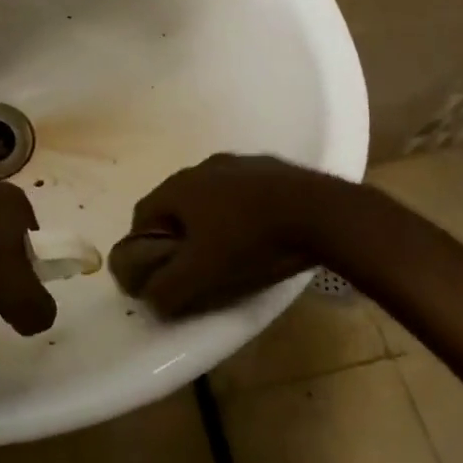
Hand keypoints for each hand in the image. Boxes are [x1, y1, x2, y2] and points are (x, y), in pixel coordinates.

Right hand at [110, 153, 358, 316]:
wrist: (320, 212)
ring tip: (231, 252)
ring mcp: (237, 163)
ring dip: (211, 221)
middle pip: (177, 205)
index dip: (143, 248)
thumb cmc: (250, 241)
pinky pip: (243, 192)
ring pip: (211, 196)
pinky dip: (242, 212)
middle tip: (194, 266)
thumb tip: (150, 298)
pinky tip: (261, 233)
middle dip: (179, 235)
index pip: (142, 216)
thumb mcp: (202, 276)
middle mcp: (201, 167)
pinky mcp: (269, 167)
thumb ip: (167, 289)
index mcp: (178, 187)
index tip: (158, 273)